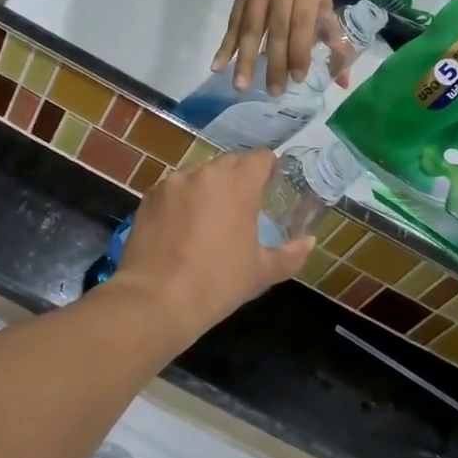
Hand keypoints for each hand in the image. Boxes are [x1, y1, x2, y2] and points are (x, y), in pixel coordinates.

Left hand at [112, 150, 312, 335]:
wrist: (156, 300)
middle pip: (229, 162)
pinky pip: (173, 189)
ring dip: (208, 189)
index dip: (268, 169)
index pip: (260, 157)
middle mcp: (205, 173)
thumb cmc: (217, 283)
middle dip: (238, 178)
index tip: (270, 187)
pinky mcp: (149, 196)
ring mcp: (173, 182)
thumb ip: (290, 254)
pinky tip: (179, 228)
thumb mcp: (261, 273)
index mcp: (238, 184)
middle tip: (242, 207)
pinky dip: (181, 201)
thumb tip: (309, 241)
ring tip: (207, 220)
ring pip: (198, 175)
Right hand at [213, 0, 339, 94]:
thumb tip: (343, 81)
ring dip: (244, 58)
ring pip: (250, 28)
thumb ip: (334, 42)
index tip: (298, 78)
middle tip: (273, 92)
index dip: (299, 50)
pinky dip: (225, 45)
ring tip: (240, 85)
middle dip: (274, 62)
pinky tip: (217, 65)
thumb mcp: (325, 5)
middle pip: (276, 30)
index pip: (301, 24)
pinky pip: (232, 23)